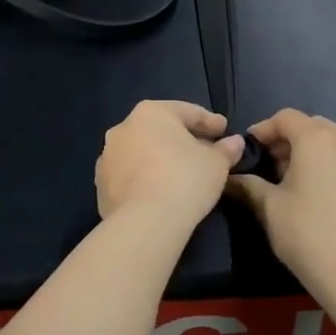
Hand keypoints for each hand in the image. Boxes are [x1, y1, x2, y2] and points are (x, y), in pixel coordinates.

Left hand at [96, 100, 244, 225]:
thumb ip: (225, 149)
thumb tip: (234, 142)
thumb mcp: (216, 164)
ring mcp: (107, 157)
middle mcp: (123, 128)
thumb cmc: (185, 180)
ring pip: (142, 152)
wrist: (144, 222)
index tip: (224, 131)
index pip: (187, 112)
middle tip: (205, 151)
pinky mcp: (100, 185)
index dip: (209, 122)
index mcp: (151, 113)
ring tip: (181, 174)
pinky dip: (145, 178)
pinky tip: (160, 191)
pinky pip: (130, 175)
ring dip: (160, 158)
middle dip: (183, 139)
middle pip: (161, 130)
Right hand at [228, 110, 335, 302]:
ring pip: (331, 143)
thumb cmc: (307, 234)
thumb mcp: (269, 208)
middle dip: (286, 139)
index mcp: (316, 138)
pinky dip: (327, 165)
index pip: (285, 117)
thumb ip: (248, 185)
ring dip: (307, 152)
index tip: (247, 148)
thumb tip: (229, 178)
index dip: (263, 129)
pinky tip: (314, 193)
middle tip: (267, 164)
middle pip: (310, 126)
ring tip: (288, 180)